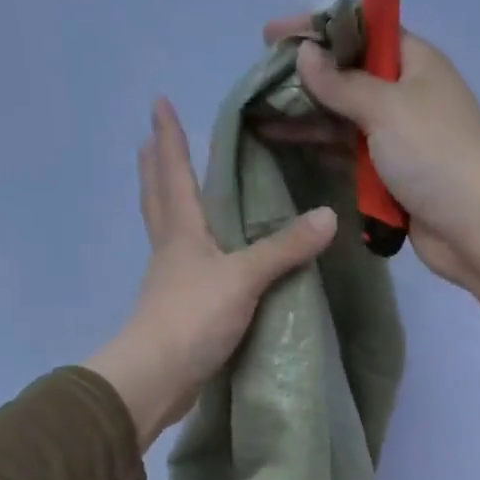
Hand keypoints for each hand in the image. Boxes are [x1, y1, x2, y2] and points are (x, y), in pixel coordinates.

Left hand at [85, 97, 336, 449]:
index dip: (169, 138)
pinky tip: (200, 256)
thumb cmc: (193, 317)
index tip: (159, 103)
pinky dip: (187, 247)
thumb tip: (329, 216)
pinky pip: (182, 264)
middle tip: (151, 139)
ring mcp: (170, 281)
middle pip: (158, 199)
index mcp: (182, 232)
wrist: (157, 377)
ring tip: (171, 189)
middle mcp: (170, 249)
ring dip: (165, 204)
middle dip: (156, 167)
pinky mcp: (176, 310)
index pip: (174, 174)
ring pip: (166, 231)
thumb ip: (284, 248)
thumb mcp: (245, 278)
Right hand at [261, 13, 479, 330]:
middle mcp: (407, 93)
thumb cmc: (435, 155)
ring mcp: (399, 136)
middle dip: (306, 74)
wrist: (475, 228)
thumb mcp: (386, 108)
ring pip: (345, 116)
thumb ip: (342, 83)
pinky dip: (321, 146)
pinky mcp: (391, 174)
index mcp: (416, 62)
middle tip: (259, 78)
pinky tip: (284, 142)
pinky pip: (349, 151)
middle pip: (349, 74)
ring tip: (259, 111)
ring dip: (307, 112)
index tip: (273, 35)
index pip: (362, 29)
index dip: (318, 27)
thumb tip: (304, 54)